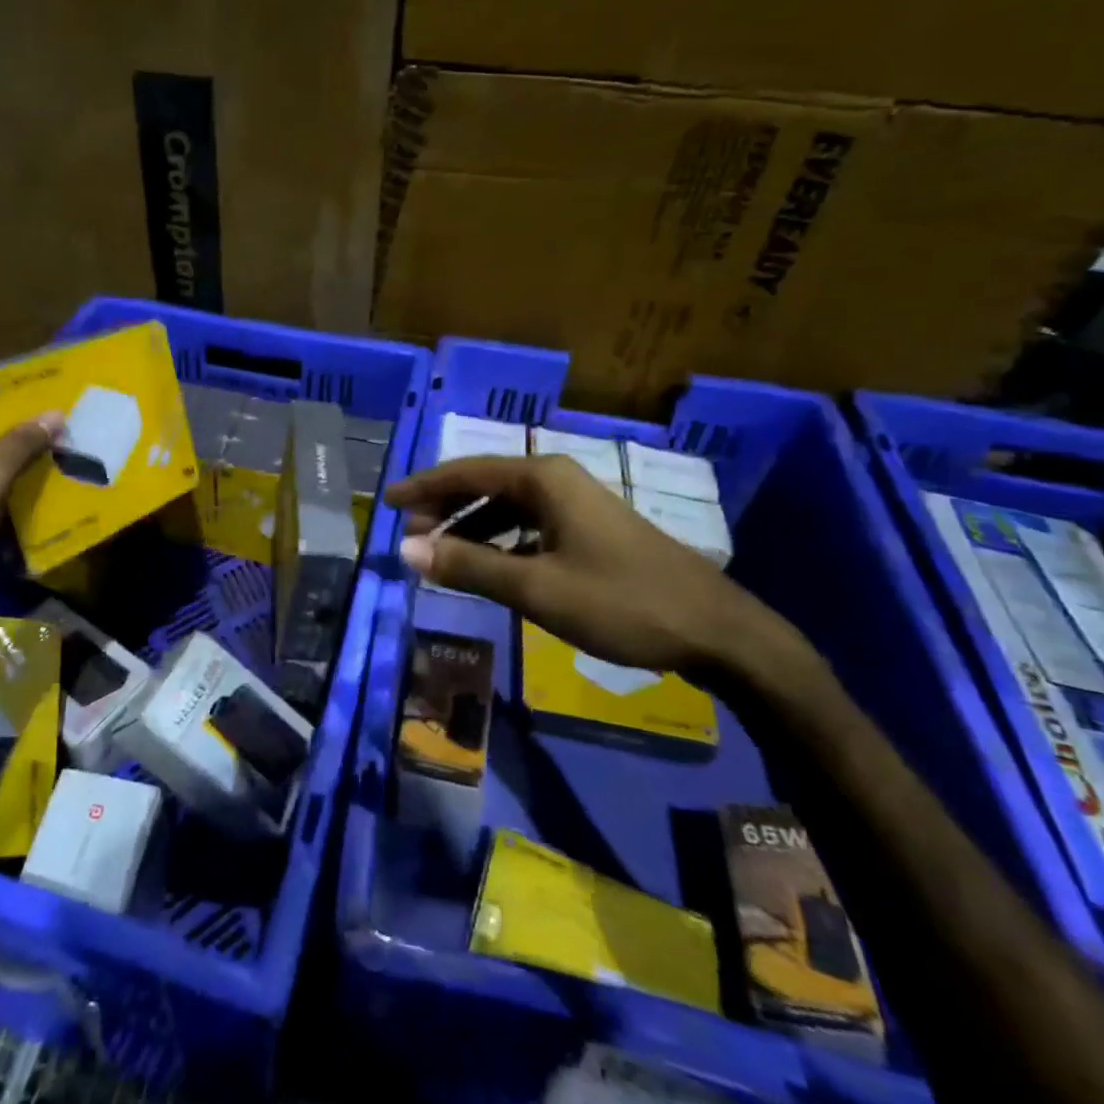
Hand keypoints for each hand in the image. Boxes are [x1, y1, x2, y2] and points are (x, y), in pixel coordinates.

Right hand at [386, 454, 810, 683]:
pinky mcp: (592, 532)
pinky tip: (491, 566)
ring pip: (509, 507)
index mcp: (544, 479)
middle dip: (445, 507)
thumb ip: (469, 565)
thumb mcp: (536, 587)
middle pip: (486, 484)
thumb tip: (406, 548)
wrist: (717, 632)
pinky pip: (530, 526)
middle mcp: (559, 481)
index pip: (466, 471)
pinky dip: (502, 542)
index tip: (386, 501)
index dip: (423, 486)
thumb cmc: (621, 602)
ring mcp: (579, 506)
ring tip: (441, 552)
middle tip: (409, 532)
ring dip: (472, 526)